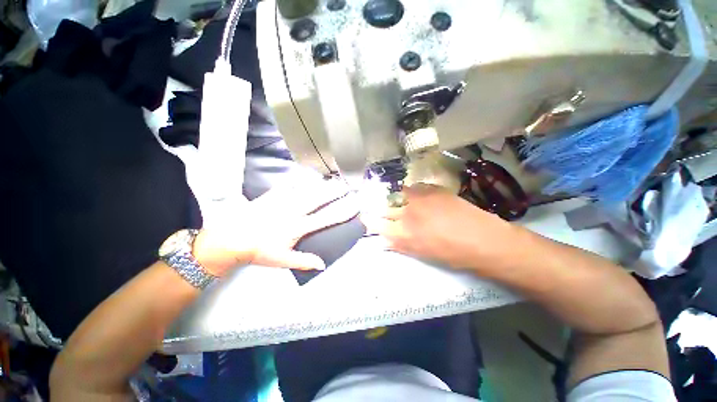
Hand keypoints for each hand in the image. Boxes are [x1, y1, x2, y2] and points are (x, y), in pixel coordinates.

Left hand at [194, 179, 358, 274]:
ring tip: (330, 180)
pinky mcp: (271, 195)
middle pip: (318, 199)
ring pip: (305, 189)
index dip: (342, 212)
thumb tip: (323, 264)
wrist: (231, 238)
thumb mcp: (281, 260)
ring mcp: (282, 201)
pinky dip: (297, 179)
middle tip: (345, 186)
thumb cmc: (258, 251)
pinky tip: (303, 175)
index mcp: (298, 227)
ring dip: (320, 184)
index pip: (326, 218)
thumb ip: (303, 261)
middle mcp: (294, 211)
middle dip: (334, 192)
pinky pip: (287, 184)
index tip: (353, 206)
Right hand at [361, 183, 513, 269]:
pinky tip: (414, 195)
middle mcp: (407, 215)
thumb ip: (401, 245)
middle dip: (380, 210)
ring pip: (398, 196)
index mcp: (403, 234)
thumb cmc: (453, 255)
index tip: (366, 218)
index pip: (378, 225)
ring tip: (397, 200)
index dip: (371, 222)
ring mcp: (419, 200)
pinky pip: (414, 188)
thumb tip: (385, 240)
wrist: (483, 240)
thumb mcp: (422, 253)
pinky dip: (411, 192)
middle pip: (386, 209)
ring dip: (395, 199)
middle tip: (378, 208)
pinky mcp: (432, 190)